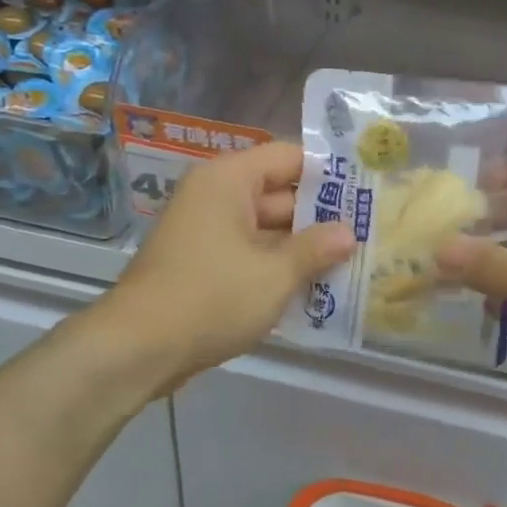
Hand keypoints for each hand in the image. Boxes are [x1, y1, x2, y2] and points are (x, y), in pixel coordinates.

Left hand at [96, 140, 354, 393]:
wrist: (137, 349)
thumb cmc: (211, 297)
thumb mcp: (274, 274)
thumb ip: (316, 248)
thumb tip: (349, 233)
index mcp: (229, 180)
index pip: (289, 157)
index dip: (329, 173)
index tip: (367, 190)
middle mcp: (216, 195)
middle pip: (280, 193)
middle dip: (321, 216)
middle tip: (369, 231)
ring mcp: (207, 231)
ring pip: (267, 228)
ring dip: (302, 246)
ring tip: (352, 261)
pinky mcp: (202, 263)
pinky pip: (249, 252)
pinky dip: (276, 266)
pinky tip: (314, 287)